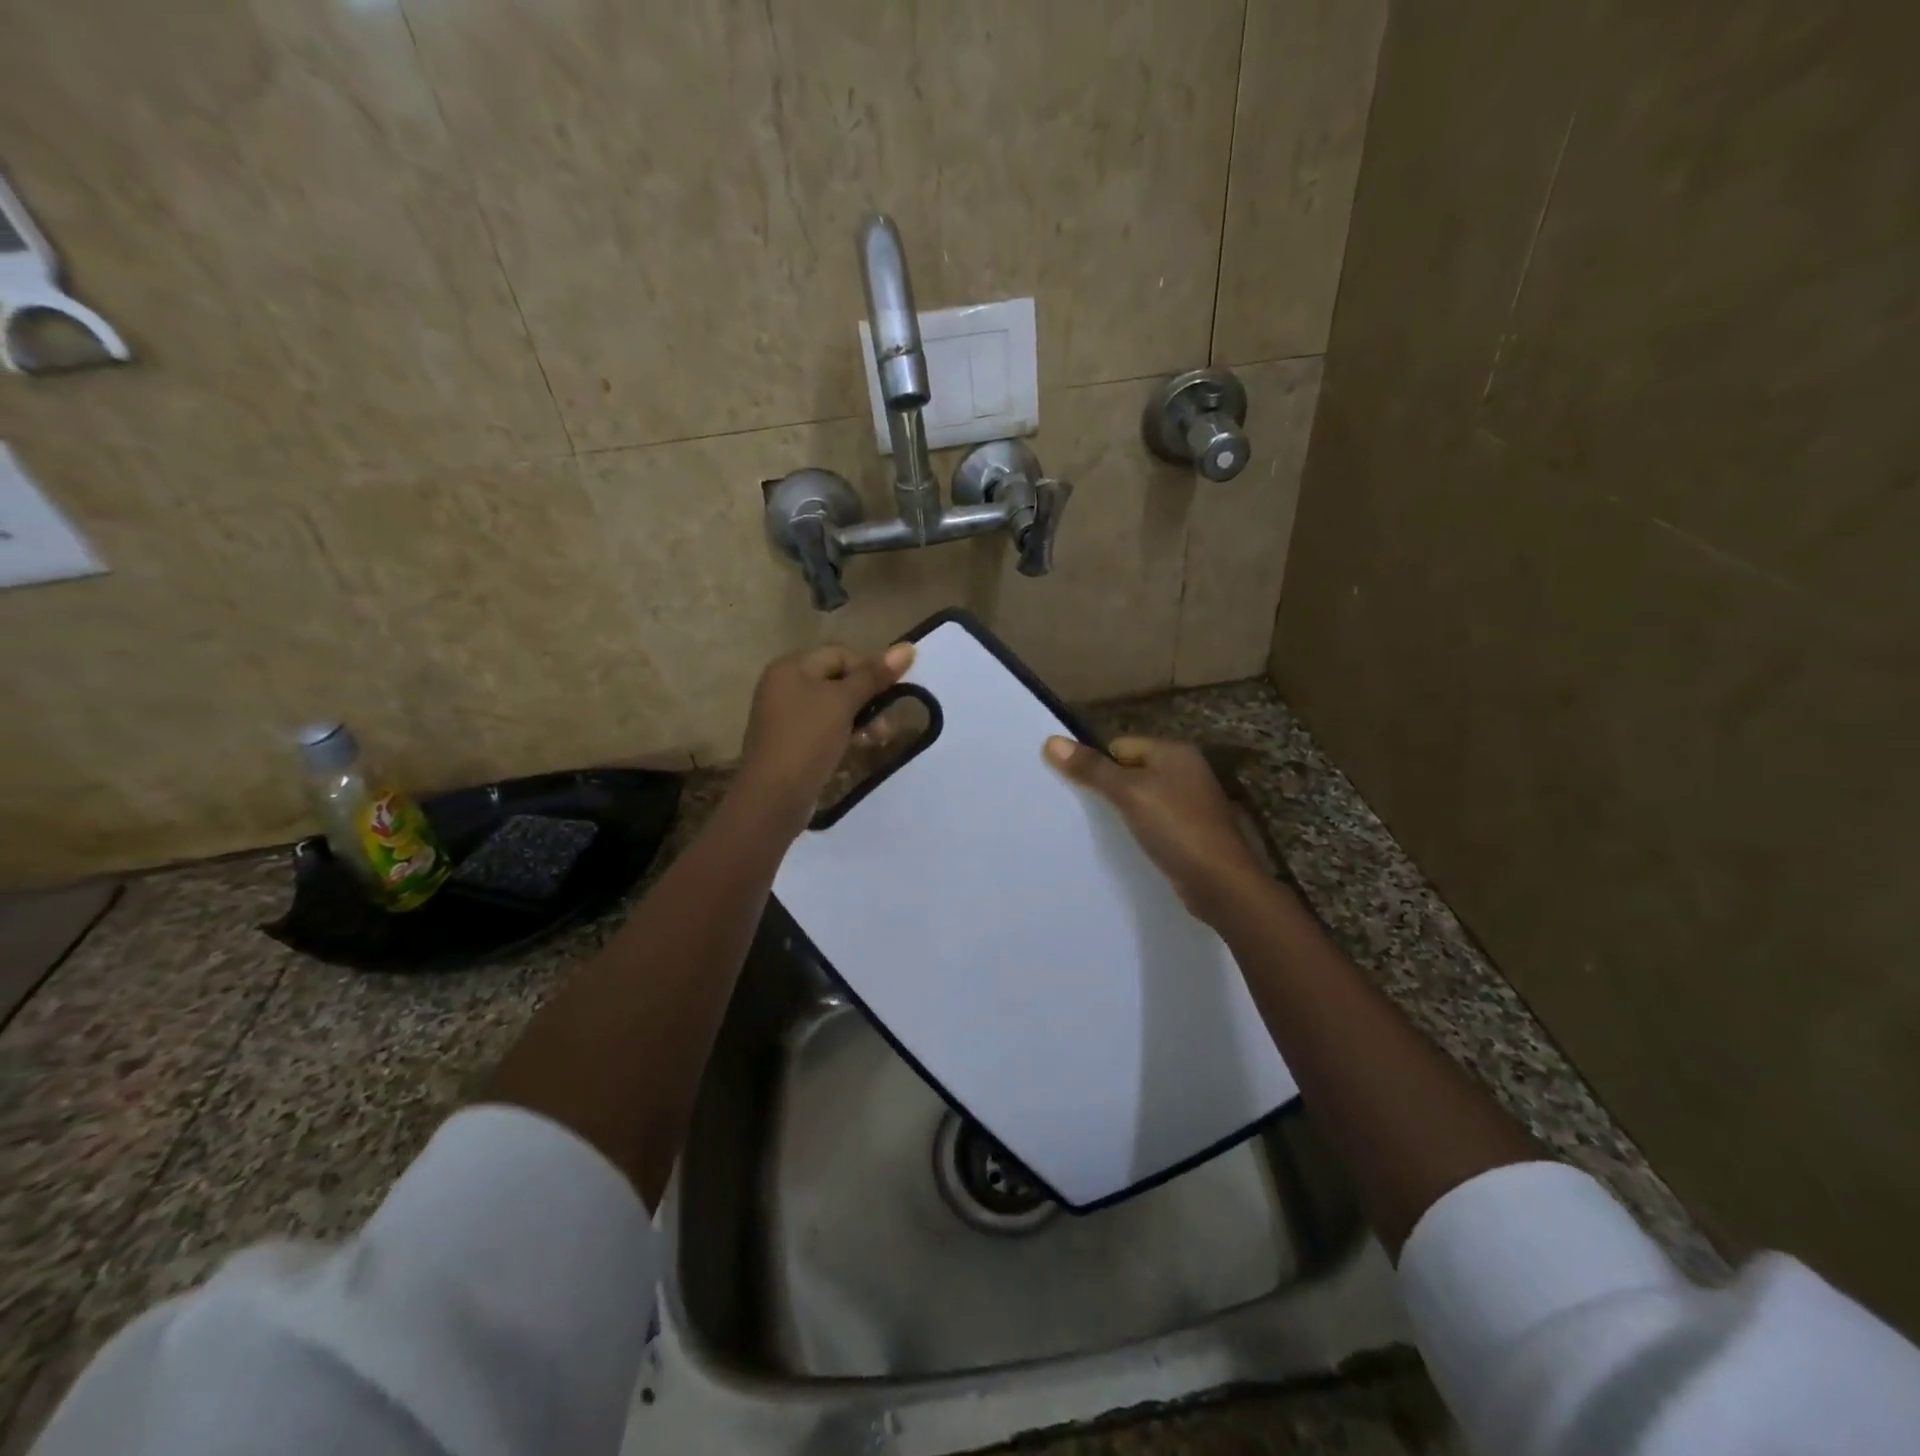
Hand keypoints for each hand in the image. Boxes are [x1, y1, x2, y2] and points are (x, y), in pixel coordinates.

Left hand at [735, 642, 916, 834]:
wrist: (773, 797)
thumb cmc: (807, 740)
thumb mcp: (843, 703)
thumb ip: (874, 675)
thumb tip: (908, 647)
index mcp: (791, 667)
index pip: (840, 653)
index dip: (870, 669)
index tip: (891, 694)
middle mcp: (784, 685)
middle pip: (837, 679)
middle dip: (868, 696)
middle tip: (887, 721)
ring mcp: (786, 715)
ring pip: (833, 705)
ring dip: (860, 717)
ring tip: (878, 738)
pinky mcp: (791, 741)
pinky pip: (824, 727)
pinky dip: (845, 732)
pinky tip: (860, 746)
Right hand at [1044, 735, 1266, 918]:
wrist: (1222, 883)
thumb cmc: (1176, 828)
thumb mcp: (1128, 793)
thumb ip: (1091, 768)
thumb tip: (1050, 741)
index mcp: (1174, 752)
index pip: (1120, 745)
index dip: (1097, 764)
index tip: (1077, 789)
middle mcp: (1186, 771)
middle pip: (1130, 770)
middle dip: (1107, 787)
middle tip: (1081, 810)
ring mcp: (1191, 803)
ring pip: (1142, 797)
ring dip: (1123, 811)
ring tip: (1100, 829)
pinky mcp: (1191, 831)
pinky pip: (1154, 820)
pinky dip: (1139, 829)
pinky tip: (1127, 844)